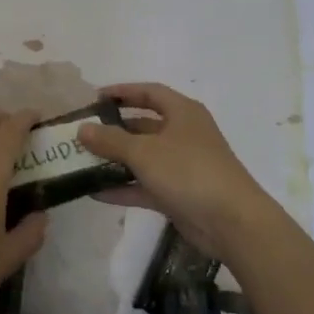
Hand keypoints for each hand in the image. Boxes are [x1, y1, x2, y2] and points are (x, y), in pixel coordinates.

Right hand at [77, 82, 274, 265]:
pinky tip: (95, 193)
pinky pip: (146, 185)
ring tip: (82, 162)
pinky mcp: (179, 194)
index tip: (94, 98)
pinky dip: (124, 187)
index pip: (149, 92)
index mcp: (182, 112)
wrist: (231, 221)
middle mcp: (183, 134)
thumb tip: (82, 128)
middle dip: (113, 130)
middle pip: (143, 126)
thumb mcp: (145, 152)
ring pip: (143, 157)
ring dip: (115, 160)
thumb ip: (111, 140)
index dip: (122, 92)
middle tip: (82, 134)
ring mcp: (182, 165)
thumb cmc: (189, 171)